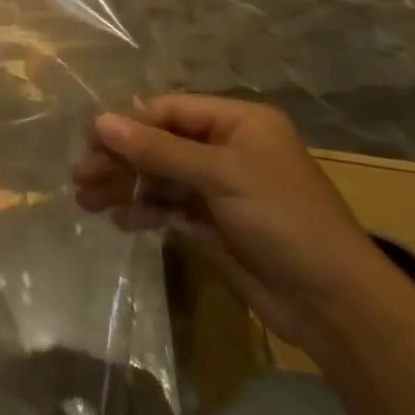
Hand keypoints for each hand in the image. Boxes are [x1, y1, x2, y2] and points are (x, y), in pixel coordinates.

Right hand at [72, 94, 396, 351]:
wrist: (333, 303)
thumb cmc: (283, 220)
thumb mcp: (220, 176)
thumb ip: (158, 150)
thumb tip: (100, 122)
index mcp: (237, 123)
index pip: (169, 111)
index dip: (129, 124)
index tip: (91, 141)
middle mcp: (225, 148)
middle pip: (159, 143)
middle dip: (120, 158)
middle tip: (80, 176)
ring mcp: (218, 187)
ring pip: (158, 176)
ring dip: (124, 185)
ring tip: (86, 200)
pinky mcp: (212, 223)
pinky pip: (167, 207)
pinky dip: (143, 211)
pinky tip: (119, 222)